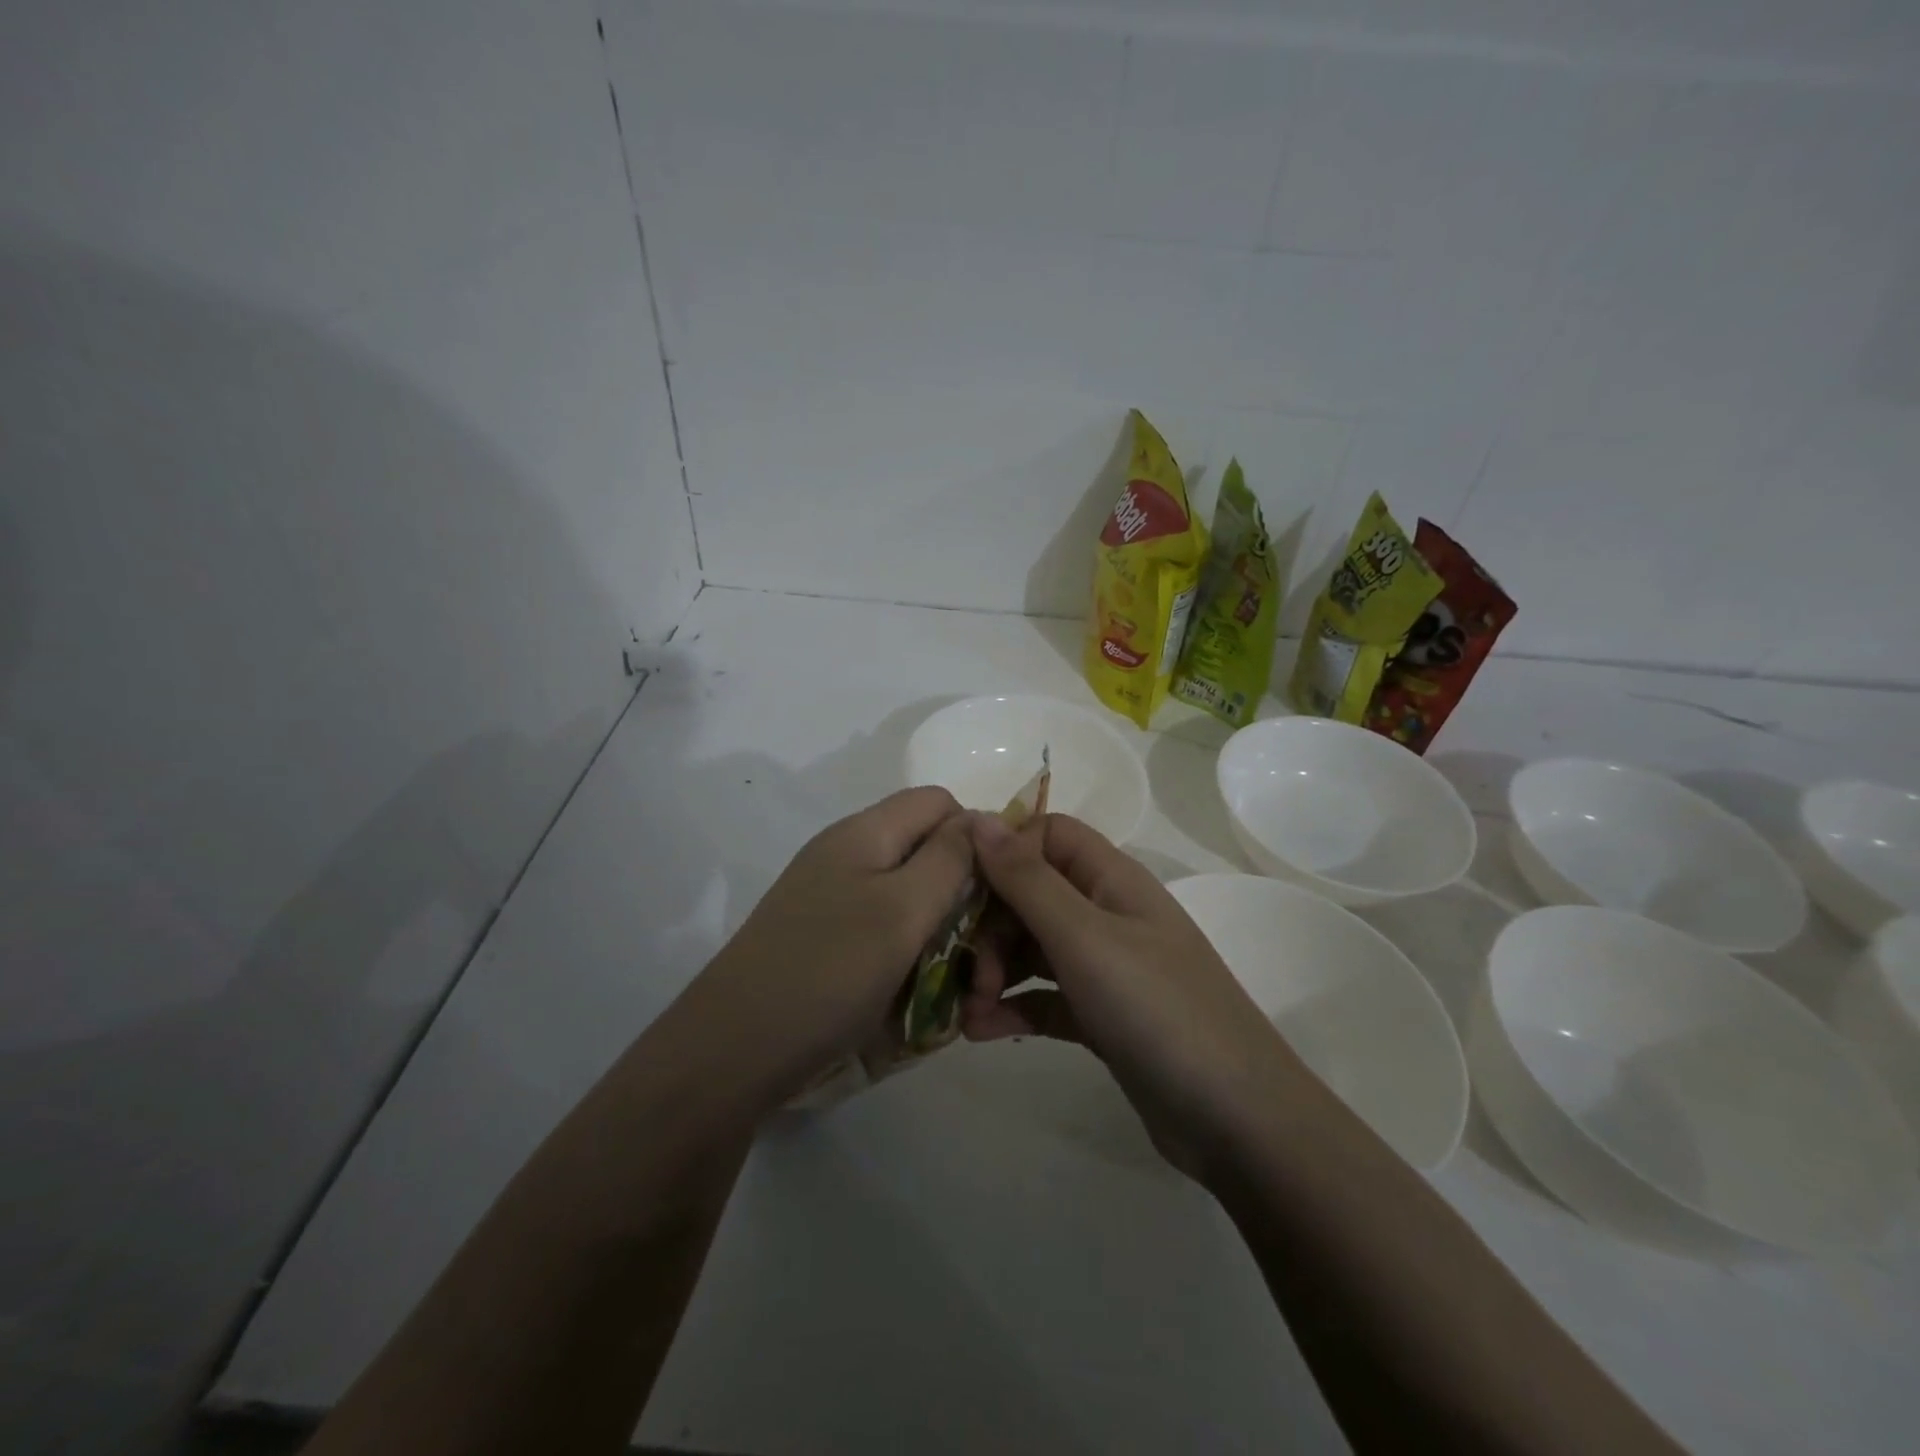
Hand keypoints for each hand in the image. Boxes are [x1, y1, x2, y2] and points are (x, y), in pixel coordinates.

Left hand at [698, 787, 974, 1091]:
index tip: (997, 896)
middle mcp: (848, 855)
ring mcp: (833, 898)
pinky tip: (915, 995)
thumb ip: (949, 858)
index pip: (940, 802)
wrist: (731, 1052)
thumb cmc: (828, 972)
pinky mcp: (825, 938)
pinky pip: (885, 932)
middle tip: (982, 961)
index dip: (976, 838)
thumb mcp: (902, 911)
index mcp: (865, 833)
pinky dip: (910, 956)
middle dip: (965, 899)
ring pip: (911, 898)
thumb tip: (981, 818)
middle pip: (927, 851)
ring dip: (942, 936)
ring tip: (954, 989)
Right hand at [961, 812, 1303, 1180]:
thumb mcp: (1084, 938)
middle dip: (990, 926)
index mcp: (1111, 879)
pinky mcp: (1102, 1016)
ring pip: (1034, 948)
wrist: (1237, 1120)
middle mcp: (1107, 913)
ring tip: (967, 1011)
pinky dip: (1014, 1007)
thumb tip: (978, 818)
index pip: (1047, 835)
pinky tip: (981, 1032)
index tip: (960, 886)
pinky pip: (1045, 996)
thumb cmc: (1157, 1010)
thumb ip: (1027, 879)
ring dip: (994, 971)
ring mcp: (1106, 967)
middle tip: (968, 973)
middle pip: (1032, 893)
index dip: (1003, 851)